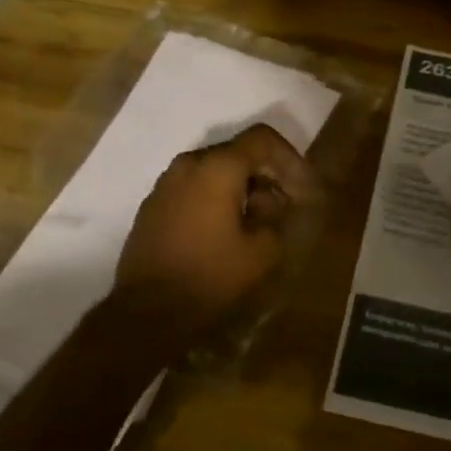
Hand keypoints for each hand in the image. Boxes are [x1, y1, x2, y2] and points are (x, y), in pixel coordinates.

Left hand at [112, 123, 314, 338]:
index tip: (303, 189)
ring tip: (256, 221)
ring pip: (213, 171)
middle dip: (265, 174)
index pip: (262, 139)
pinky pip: (192, 189)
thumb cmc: (211, 277)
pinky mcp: (153, 206)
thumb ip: (275, 215)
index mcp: (217, 167)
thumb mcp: (262, 251)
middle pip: (236, 152)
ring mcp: (165, 184)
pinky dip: (215, 199)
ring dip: (240, 188)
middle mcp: (188, 165)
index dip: (290, 159)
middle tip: (284, 206)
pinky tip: (224, 231)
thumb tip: (271, 201)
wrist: (148, 312)